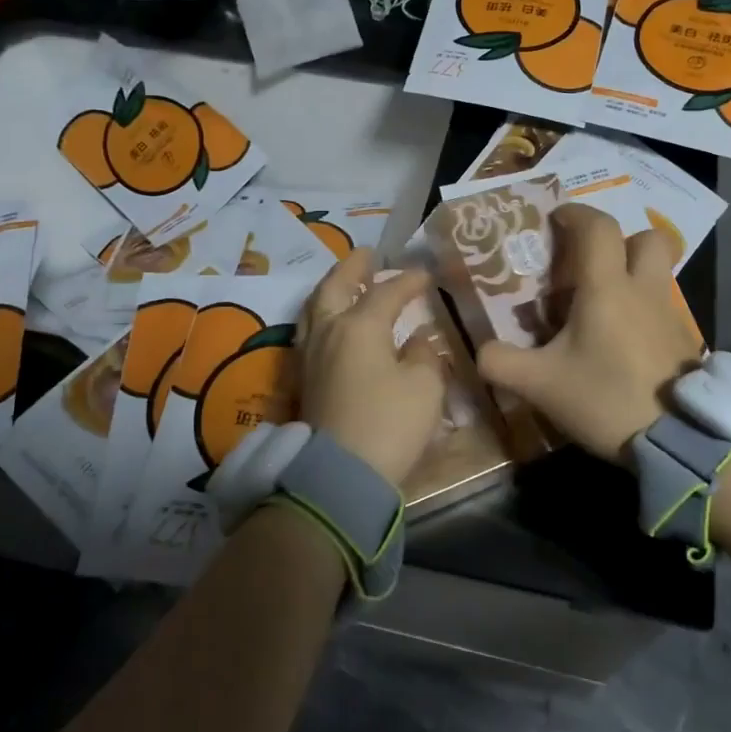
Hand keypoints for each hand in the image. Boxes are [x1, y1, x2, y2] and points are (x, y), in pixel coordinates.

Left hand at [299, 250, 446, 485]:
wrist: (339, 476)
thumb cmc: (388, 424)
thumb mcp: (424, 387)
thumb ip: (424, 355)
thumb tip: (418, 339)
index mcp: (359, 326)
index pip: (387, 292)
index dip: (408, 280)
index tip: (426, 274)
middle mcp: (328, 331)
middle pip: (335, 287)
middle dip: (352, 268)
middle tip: (367, 255)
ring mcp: (310, 355)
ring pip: (315, 307)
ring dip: (332, 288)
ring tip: (346, 282)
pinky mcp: (304, 378)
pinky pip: (310, 330)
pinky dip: (323, 315)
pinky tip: (332, 323)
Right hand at [476, 204, 702, 460]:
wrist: (677, 440)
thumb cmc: (605, 398)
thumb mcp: (540, 384)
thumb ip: (501, 363)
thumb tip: (482, 351)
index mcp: (607, 288)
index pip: (598, 227)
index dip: (576, 214)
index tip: (556, 220)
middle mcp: (644, 290)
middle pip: (646, 238)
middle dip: (619, 240)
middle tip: (590, 263)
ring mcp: (671, 314)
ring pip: (658, 271)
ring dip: (633, 273)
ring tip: (604, 302)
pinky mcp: (684, 340)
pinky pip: (663, 306)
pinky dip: (643, 308)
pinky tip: (623, 340)